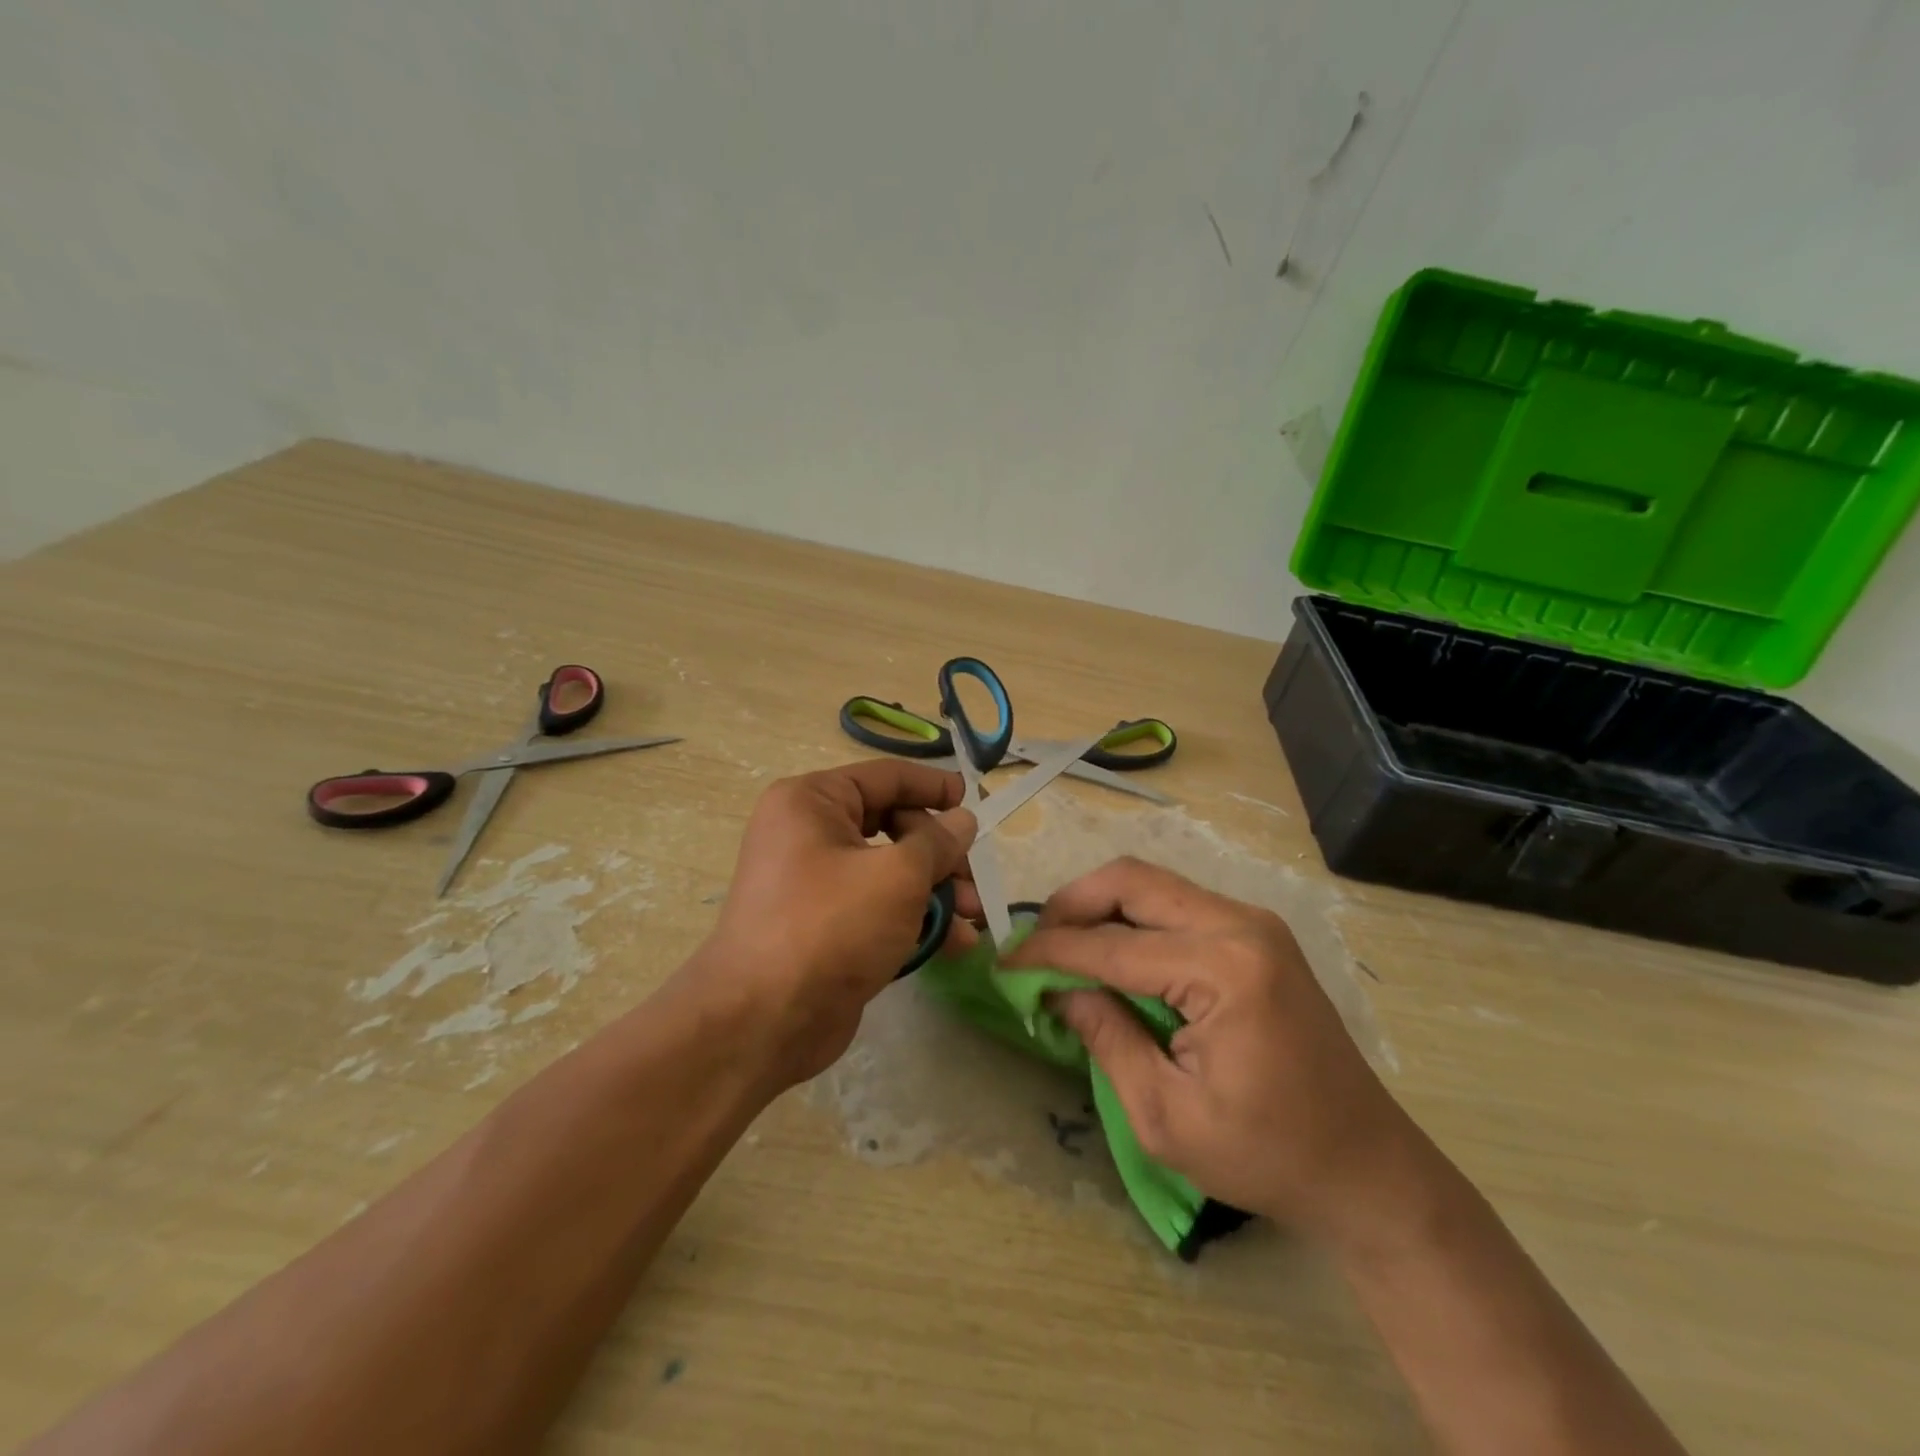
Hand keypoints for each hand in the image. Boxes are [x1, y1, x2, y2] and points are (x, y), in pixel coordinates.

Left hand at [690, 760, 978, 1084]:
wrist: (763, 1022)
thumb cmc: (831, 926)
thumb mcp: (897, 876)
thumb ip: (937, 842)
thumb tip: (962, 820)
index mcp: (812, 802)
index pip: (885, 777)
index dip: (934, 787)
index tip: (976, 802)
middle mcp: (808, 834)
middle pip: (892, 825)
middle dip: (941, 854)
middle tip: (976, 881)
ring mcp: (815, 883)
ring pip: (889, 871)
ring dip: (936, 891)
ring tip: (974, 917)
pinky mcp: (825, 927)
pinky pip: (877, 907)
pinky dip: (914, 919)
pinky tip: (954, 944)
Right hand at [1006, 857, 1411, 1237]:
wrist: (1367, 1167)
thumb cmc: (1268, 1155)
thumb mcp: (1167, 1116)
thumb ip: (1106, 1039)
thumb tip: (1058, 991)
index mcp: (1224, 969)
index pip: (1112, 944)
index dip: (1049, 951)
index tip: (1004, 962)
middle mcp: (1241, 924)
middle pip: (1133, 880)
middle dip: (1073, 904)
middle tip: (1034, 942)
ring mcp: (1254, 923)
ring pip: (1154, 884)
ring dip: (1101, 906)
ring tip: (1063, 946)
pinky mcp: (1257, 934)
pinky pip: (1178, 904)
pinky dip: (1134, 919)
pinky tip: (1112, 953)